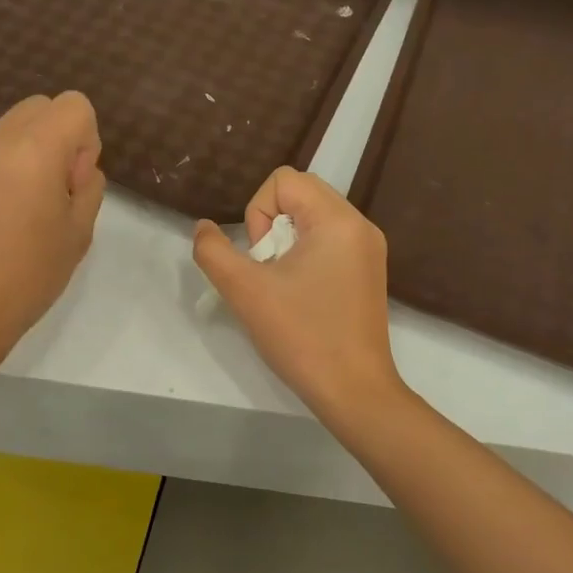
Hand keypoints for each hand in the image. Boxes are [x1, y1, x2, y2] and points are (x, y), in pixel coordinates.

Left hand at [0, 91, 105, 367]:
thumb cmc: (28, 277)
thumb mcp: (79, 233)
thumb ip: (88, 186)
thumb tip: (75, 167)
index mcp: (34, 150)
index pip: (74, 105)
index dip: (86, 138)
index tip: (75, 181)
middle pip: (40, 107)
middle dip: (58, 137)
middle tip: (55, 190)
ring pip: (11, 128)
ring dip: (29, 151)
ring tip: (23, 208)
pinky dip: (2, 167)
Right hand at [193, 167, 403, 419]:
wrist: (354, 391)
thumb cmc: (301, 336)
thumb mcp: (245, 291)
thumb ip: (213, 251)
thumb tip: (204, 227)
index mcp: (337, 220)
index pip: (284, 181)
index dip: (258, 212)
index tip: (262, 257)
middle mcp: (360, 225)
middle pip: (300, 195)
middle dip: (271, 227)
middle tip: (270, 270)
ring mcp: (368, 249)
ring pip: (312, 219)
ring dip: (286, 243)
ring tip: (284, 285)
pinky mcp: (368, 271)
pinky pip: (328, 241)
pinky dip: (305, 256)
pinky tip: (301, 295)